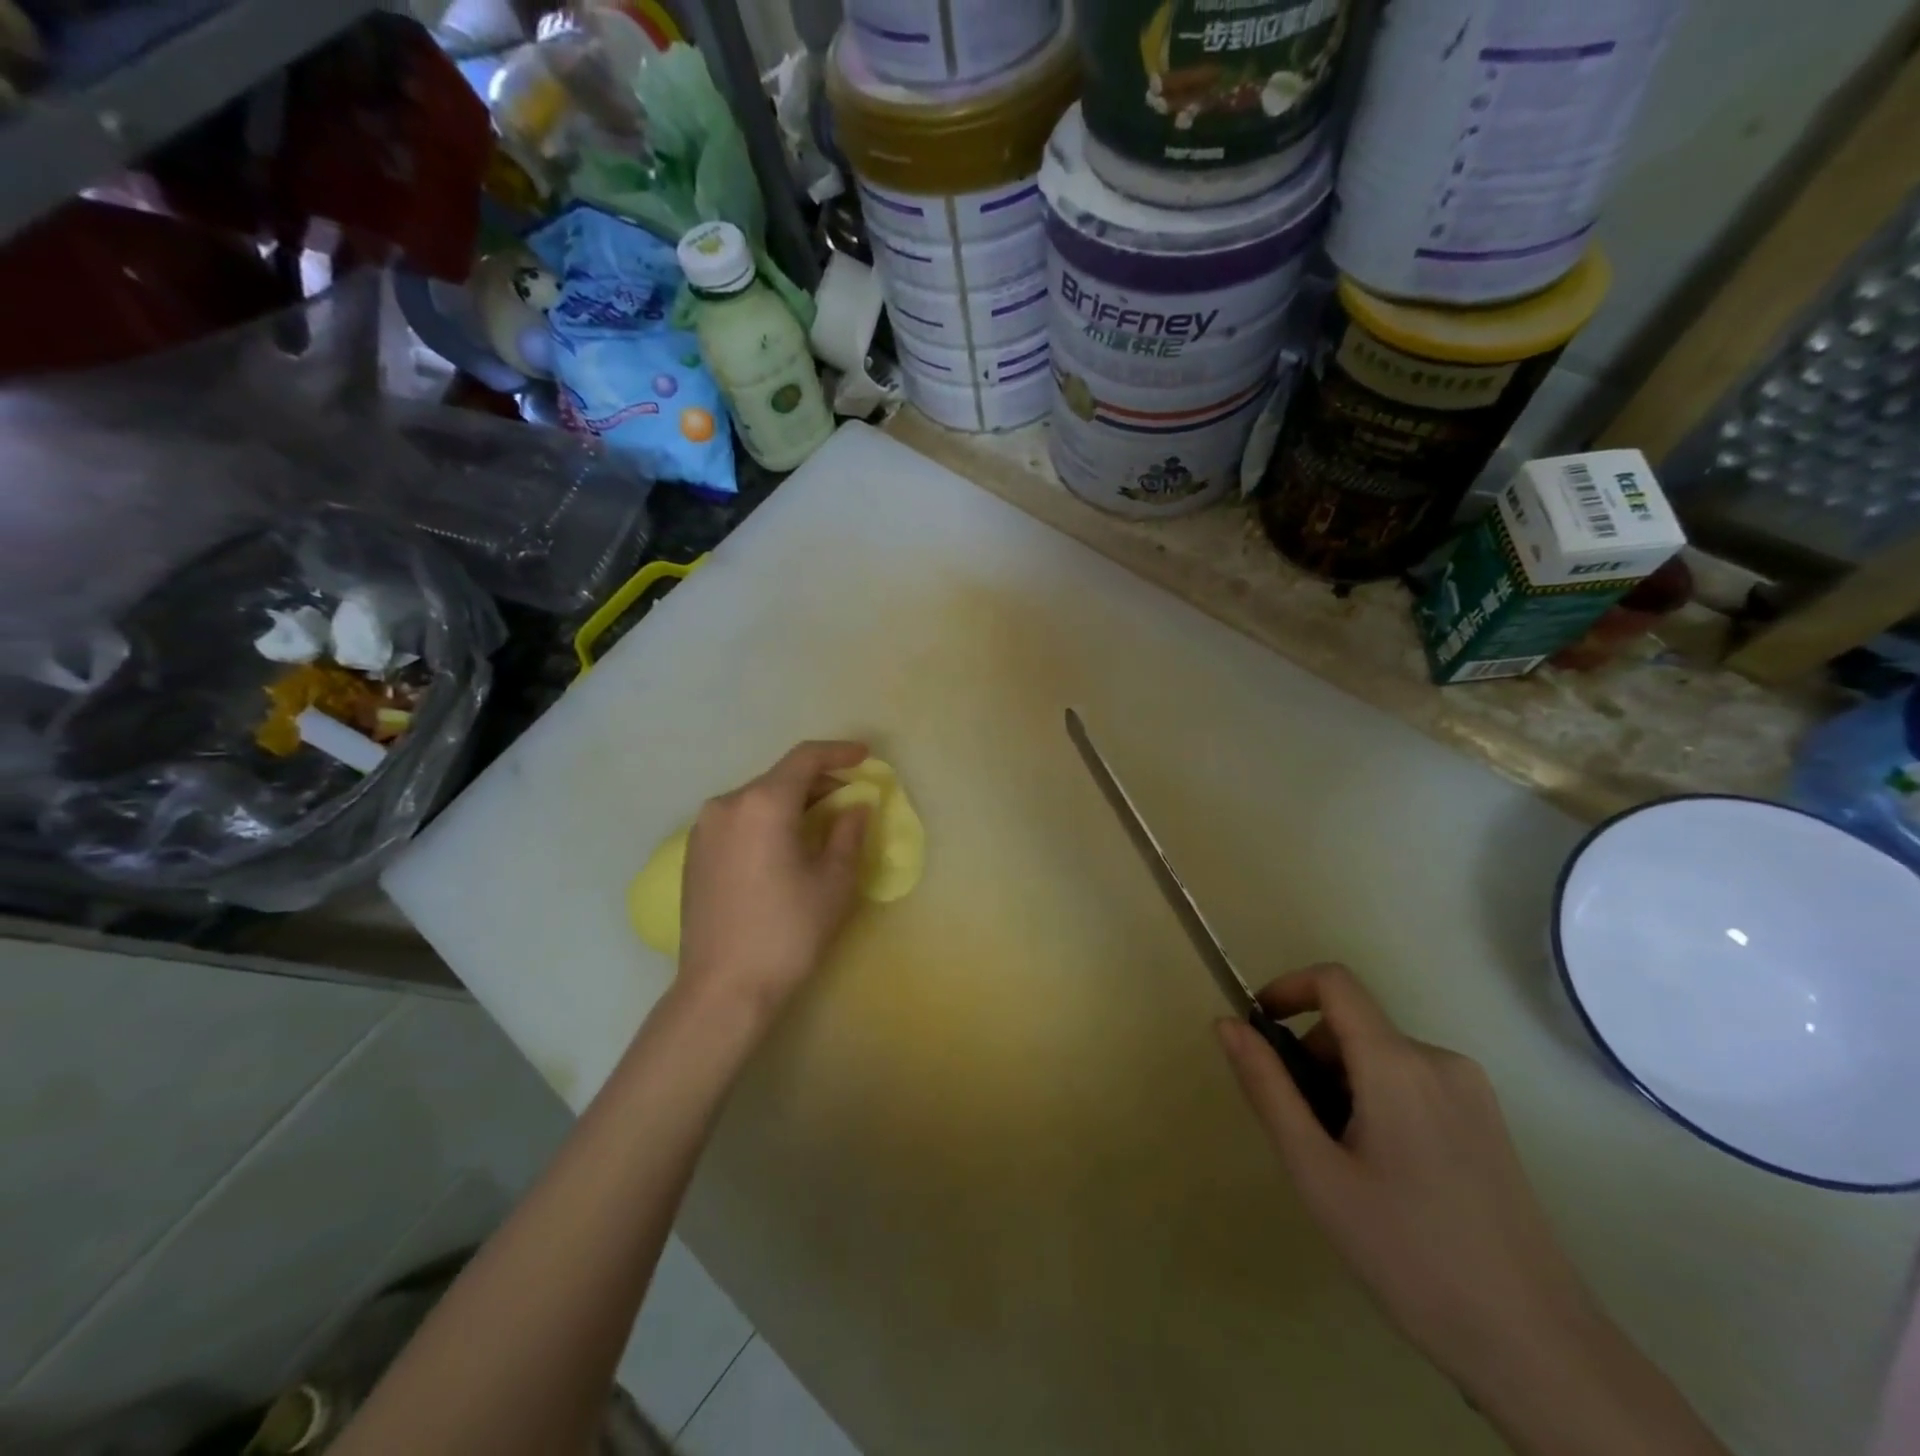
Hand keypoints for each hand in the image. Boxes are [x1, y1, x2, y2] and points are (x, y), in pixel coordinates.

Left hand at [675, 741, 871, 1025]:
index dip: (839, 752)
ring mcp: (704, 829)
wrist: (722, 989)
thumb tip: (855, 806)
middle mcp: (727, 805)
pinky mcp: (694, 853)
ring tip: (821, 825)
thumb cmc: (787, 932)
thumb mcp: (834, 882)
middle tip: (850, 800)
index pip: (805, 759)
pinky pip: (739, 820)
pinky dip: (767, 820)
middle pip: (779, 778)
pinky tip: (785, 846)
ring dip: (792, 802)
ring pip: (757, 799)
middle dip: (818, 782)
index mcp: (762, 804)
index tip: (865, 757)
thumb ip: (848, 832)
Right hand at [1215, 964, 1594, 1405]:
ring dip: (1344, 1086)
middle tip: (1302, 1132)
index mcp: (1397, 1064)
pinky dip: (1379, 1102)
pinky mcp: (1489, 1121)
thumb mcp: (1316, 1170)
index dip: (1286, 989)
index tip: (1258, 1031)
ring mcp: (1471, 1090)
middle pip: (1353, 1026)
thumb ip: (1267, 1087)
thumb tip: (1227, 1023)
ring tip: (1346, 1165)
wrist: (1536, 1347)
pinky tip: (1387, 1176)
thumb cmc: (1408, 1253)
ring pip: (1381, 1058)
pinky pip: (1413, 1083)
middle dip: (1313, 1060)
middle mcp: (1439, 1060)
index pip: (1334, 982)